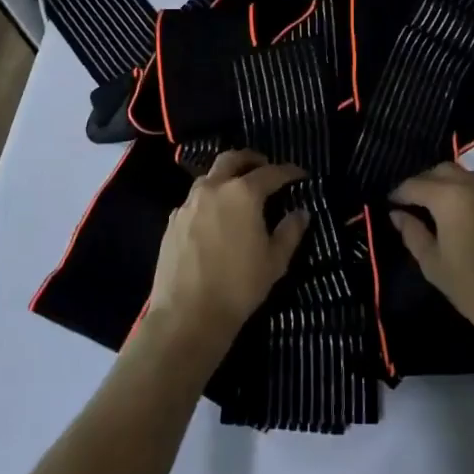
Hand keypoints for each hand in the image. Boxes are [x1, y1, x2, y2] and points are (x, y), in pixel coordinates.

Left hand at [145, 150, 308, 361]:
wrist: (187, 314)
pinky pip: (194, 199)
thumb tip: (301, 213)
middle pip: (232, 159)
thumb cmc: (238, 286)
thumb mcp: (275, 261)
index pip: (271, 172)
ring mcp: (189, 203)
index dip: (288, 172)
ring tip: (238, 190)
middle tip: (264, 166)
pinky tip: (215, 216)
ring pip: (209, 177)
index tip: (300, 174)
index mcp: (243, 193)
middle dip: (251, 159)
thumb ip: (290, 232)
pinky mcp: (173, 220)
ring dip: (226, 176)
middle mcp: (213, 188)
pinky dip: (209, 198)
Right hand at [389, 162, 473, 366]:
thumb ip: (412, 233)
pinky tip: (471, 216)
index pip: (416, 184)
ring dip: (451, 183)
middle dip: (425, 182)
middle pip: (443, 170)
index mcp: (450, 197)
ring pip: (469, 175)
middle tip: (414, 202)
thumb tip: (398, 214)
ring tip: (442, 206)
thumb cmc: (473, 289)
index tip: (391, 204)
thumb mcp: (433, 264)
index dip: (399, 193)